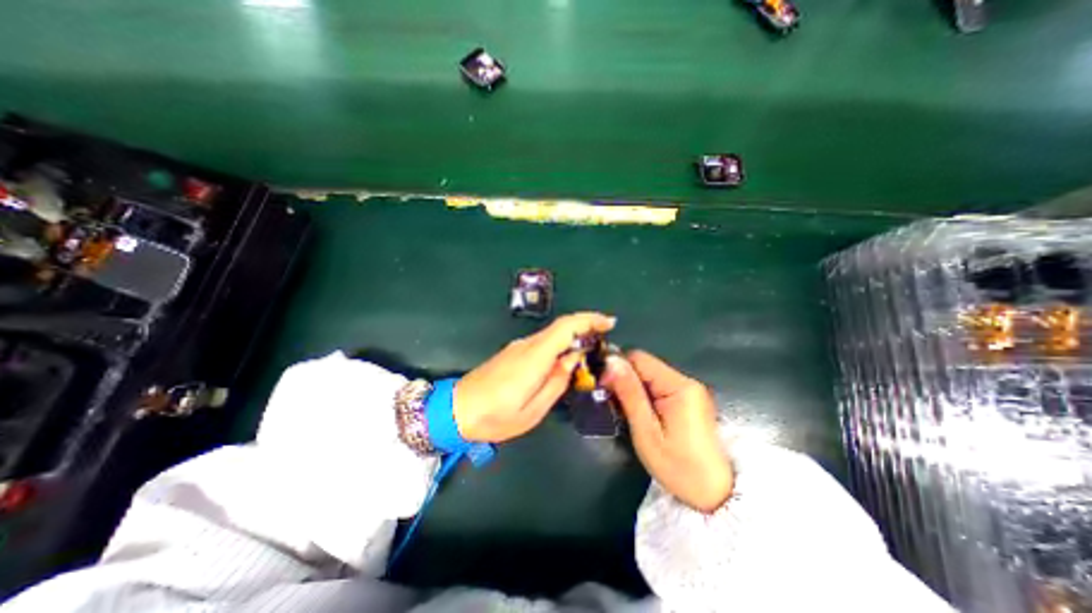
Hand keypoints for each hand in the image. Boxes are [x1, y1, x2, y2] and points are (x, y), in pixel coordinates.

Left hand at [453, 315, 613, 441]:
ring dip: (573, 337)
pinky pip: (543, 343)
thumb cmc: (494, 417)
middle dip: (586, 327)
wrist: (455, 410)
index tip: (608, 323)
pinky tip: (565, 360)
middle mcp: (527, 345)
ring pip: (552, 334)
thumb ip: (556, 382)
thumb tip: (572, 360)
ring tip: (590, 353)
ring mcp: (518, 347)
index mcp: (534, 357)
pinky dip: (560, 344)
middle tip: (605, 340)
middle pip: (560, 327)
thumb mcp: (532, 410)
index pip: (565, 327)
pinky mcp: (513, 352)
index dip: (589, 320)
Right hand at [606, 350, 732, 511]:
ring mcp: (689, 390)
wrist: (718, 495)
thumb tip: (611, 361)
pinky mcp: (689, 399)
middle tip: (612, 403)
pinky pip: (658, 386)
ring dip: (633, 388)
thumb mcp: (647, 432)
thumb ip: (629, 393)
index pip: (639, 358)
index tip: (604, 387)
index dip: (617, 368)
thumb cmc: (679, 467)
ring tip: (623, 410)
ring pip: (650, 375)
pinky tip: (639, 413)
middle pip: (645, 365)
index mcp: (678, 386)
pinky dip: (644, 395)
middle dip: (624, 379)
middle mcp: (686, 381)